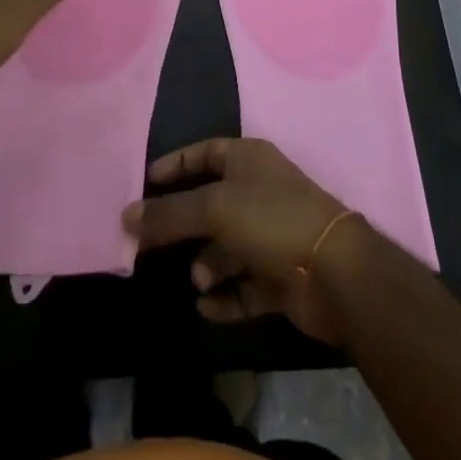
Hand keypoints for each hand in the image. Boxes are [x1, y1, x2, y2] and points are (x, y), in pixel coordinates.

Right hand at [122, 137, 360, 342]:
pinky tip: (206, 306)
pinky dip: (225, 295)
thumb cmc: (271, 219)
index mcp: (249, 160)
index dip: (176, 165)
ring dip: (206, 264)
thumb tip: (126, 216)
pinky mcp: (280, 276)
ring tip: (198, 279)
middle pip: (211, 204)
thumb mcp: (214, 208)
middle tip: (149, 244)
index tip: (145, 183)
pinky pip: (243, 284)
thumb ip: (169, 213)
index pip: (205, 153)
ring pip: (226, 247)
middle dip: (183, 225)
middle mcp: (259, 192)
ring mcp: (271, 235)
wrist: (334, 272)